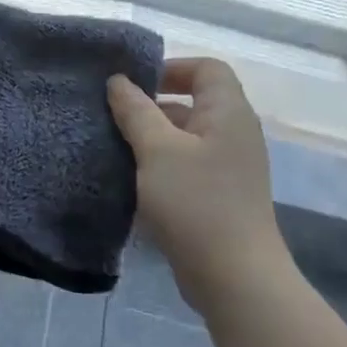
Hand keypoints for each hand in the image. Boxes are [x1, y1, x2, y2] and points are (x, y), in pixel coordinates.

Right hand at [106, 59, 286, 308]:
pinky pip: (186, 165)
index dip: (170, 68)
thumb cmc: (196, 203)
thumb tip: (118, 81)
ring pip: (185, 137)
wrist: (234, 277)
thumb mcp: (157, 150)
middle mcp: (234, 134)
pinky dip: (159, 165)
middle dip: (151, 105)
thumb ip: (136, 111)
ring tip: (113, 147)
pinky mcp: (218, 196)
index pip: (206, 68)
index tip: (132, 85)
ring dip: (151, 138)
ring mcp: (228, 167)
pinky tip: (131, 180)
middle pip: (194, 101)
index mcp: (228, 113)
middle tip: (112, 116)